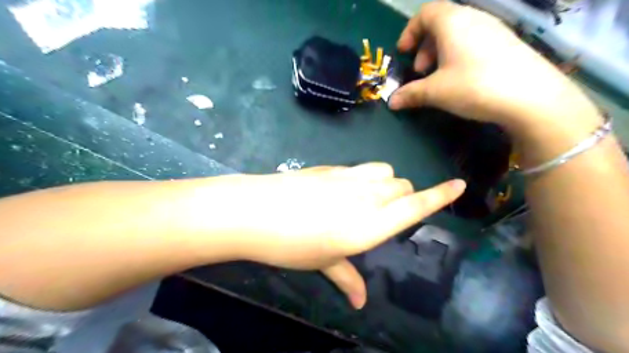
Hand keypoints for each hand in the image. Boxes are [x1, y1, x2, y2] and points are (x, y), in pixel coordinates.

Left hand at [198, 163, 465, 307]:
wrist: (254, 211)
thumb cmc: (290, 245)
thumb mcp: (322, 263)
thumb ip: (347, 278)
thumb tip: (361, 302)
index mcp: (369, 225)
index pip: (415, 206)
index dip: (440, 195)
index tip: (459, 184)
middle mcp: (365, 196)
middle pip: (403, 185)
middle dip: (406, 195)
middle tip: (389, 211)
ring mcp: (347, 177)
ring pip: (385, 171)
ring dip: (388, 182)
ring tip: (371, 197)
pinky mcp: (330, 167)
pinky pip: (361, 167)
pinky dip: (365, 176)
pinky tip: (345, 189)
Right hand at [388, 1, 597, 134]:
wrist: (531, 97)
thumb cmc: (474, 86)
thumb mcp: (436, 92)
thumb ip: (410, 94)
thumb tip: (391, 102)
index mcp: (453, 22)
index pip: (426, 13)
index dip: (410, 31)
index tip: (403, 52)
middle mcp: (474, 18)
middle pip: (441, 22)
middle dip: (424, 46)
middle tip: (420, 70)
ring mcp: (494, 30)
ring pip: (458, 33)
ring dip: (441, 52)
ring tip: (439, 77)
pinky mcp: (507, 44)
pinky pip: (474, 42)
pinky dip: (459, 55)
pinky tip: (461, 79)